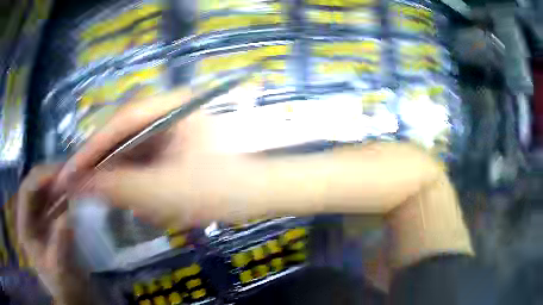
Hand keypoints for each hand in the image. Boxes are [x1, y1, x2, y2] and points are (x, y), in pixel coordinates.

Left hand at [16, 165, 91, 304]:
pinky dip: (62, 194)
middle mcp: (28, 218)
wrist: (71, 297)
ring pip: (43, 192)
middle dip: (50, 177)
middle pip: (34, 187)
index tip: (60, 172)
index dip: (40, 178)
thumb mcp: (60, 267)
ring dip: (57, 183)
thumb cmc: (63, 285)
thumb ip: (60, 241)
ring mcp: (37, 219)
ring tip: (73, 178)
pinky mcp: (47, 222)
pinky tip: (73, 192)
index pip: (26, 191)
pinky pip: (52, 202)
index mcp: (24, 228)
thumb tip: (68, 212)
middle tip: (70, 172)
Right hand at [56, 88, 250, 228]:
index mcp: (169, 107)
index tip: (68, 172)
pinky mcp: (176, 147)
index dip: (89, 150)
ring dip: (118, 177)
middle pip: (121, 136)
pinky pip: (145, 161)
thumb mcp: (162, 191)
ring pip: (131, 151)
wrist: (259, 194)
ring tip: (104, 197)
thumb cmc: (219, 189)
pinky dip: (135, 182)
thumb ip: (117, 187)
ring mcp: (173, 130)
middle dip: (101, 165)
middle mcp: (169, 112)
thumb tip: (80, 185)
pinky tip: (134, 200)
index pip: (117, 123)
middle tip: (81, 188)